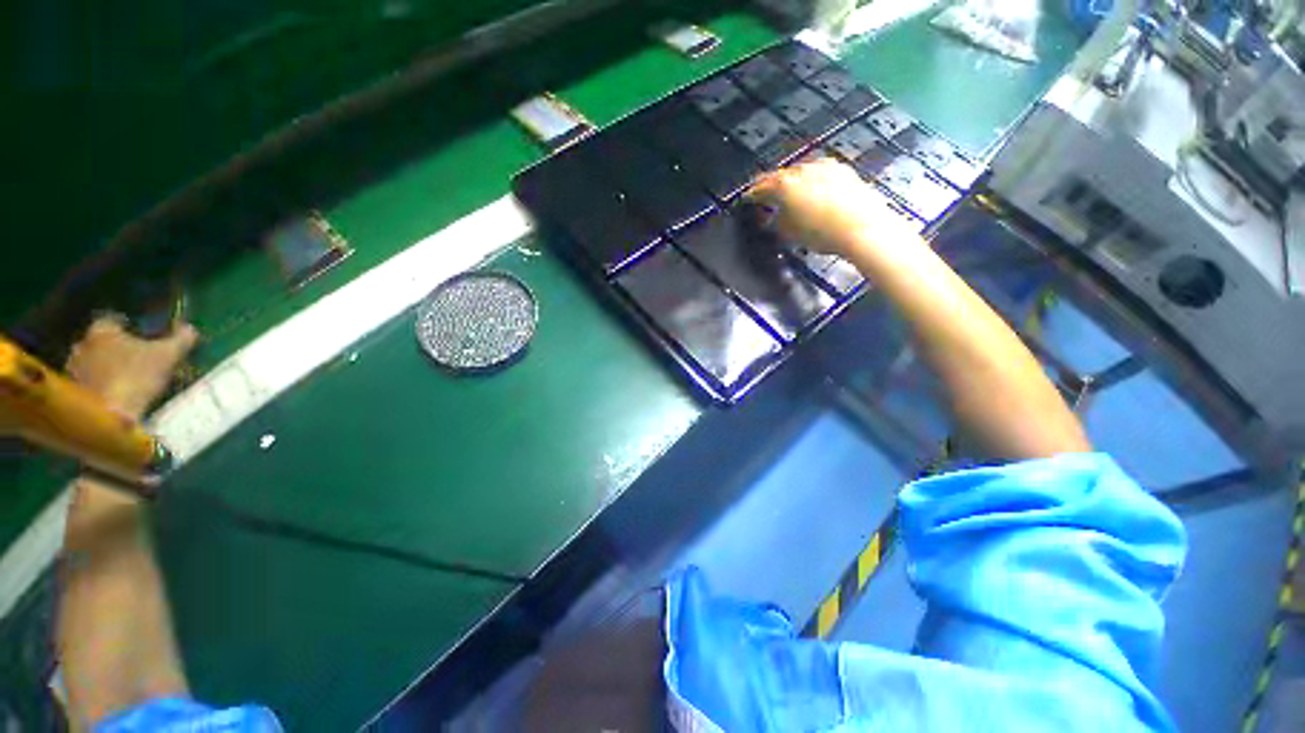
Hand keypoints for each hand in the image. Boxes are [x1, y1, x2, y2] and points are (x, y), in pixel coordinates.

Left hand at [65, 316, 198, 420]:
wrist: (109, 416)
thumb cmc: (137, 377)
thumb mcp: (169, 356)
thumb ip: (181, 339)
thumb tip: (190, 328)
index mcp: (102, 329)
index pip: (114, 320)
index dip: (130, 328)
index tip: (143, 337)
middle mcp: (82, 343)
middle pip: (100, 341)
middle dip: (115, 348)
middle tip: (135, 359)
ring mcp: (74, 368)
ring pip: (91, 362)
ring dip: (104, 367)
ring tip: (124, 379)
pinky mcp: (73, 391)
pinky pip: (87, 381)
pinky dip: (98, 385)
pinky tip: (113, 394)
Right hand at [745, 159, 926, 260]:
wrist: (863, 227)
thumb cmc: (821, 234)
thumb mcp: (790, 232)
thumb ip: (777, 220)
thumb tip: (774, 215)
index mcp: (785, 184)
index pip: (761, 187)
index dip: (752, 194)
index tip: (746, 199)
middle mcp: (802, 169)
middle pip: (781, 176)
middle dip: (771, 186)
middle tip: (765, 195)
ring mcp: (824, 166)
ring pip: (800, 172)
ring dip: (792, 182)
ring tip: (789, 194)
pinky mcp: (842, 170)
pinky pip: (817, 173)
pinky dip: (809, 181)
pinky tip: (812, 192)